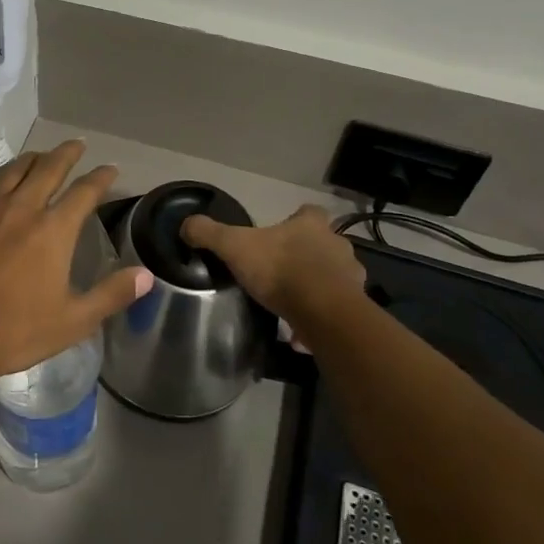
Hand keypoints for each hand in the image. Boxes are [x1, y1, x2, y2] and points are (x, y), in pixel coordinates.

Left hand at [0, 140, 151, 388]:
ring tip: (39, 157)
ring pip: (11, 172)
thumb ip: (112, 294)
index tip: (110, 169)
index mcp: (53, 230)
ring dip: (30, 160)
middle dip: (66, 153)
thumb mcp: (73, 321)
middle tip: (77, 144)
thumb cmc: (15, 332)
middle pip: (48, 168)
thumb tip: (146, 275)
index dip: (101, 177)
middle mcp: (21, 209)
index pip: (84, 191)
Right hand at [181, 205, 365, 328]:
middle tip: (283, 269)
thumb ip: (209, 233)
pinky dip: (321, 316)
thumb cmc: (280, 270)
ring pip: (334, 276)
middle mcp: (337, 244)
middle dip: (308, 254)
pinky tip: (301, 332)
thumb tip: (186, 224)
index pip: (309, 211)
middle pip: (324, 243)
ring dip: (319, 286)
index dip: (296, 220)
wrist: (323, 313)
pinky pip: (336, 308)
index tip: (281, 233)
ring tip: (293, 302)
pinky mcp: (356, 307)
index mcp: (311, 224)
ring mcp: (351, 276)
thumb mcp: (234, 246)